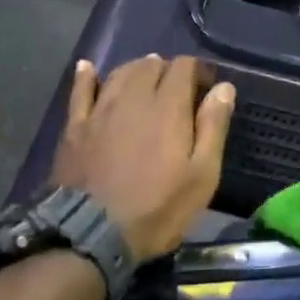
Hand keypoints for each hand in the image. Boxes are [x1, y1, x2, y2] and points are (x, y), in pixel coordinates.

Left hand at [52, 55, 235, 262]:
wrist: (92, 234)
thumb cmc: (158, 208)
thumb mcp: (202, 175)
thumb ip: (213, 127)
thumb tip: (224, 88)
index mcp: (168, 106)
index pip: (184, 67)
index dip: (198, 70)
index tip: (207, 88)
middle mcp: (133, 97)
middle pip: (151, 65)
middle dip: (168, 70)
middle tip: (179, 91)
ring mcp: (100, 110)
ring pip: (119, 73)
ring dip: (136, 70)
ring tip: (146, 80)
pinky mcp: (75, 126)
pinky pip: (80, 90)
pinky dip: (86, 76)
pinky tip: (88, 68)